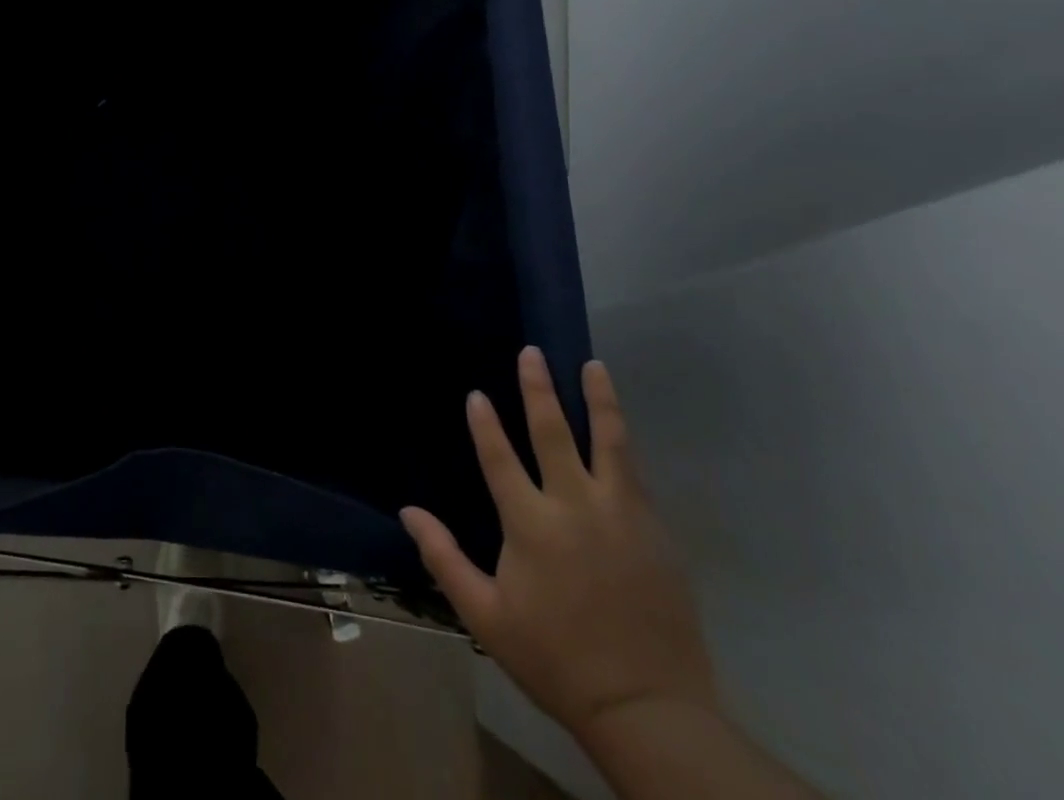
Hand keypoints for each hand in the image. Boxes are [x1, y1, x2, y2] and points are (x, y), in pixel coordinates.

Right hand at [402, 348, 715, 742]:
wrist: (650, 711)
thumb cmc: (556, 659)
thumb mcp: (486, 617)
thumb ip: (444, 559)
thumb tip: (408, 512)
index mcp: (531, 526)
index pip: (500, 458)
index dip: (484, 423)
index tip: (476, 394)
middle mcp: (576, 508)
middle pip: (554, 433)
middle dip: (539, 389)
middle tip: (532, 353)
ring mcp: (622, 516)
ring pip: (610, 442)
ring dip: (599, 400)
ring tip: (594, 366)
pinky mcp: (655, 532)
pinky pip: (635, 474)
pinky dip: (623, 442)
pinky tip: (618, 429)